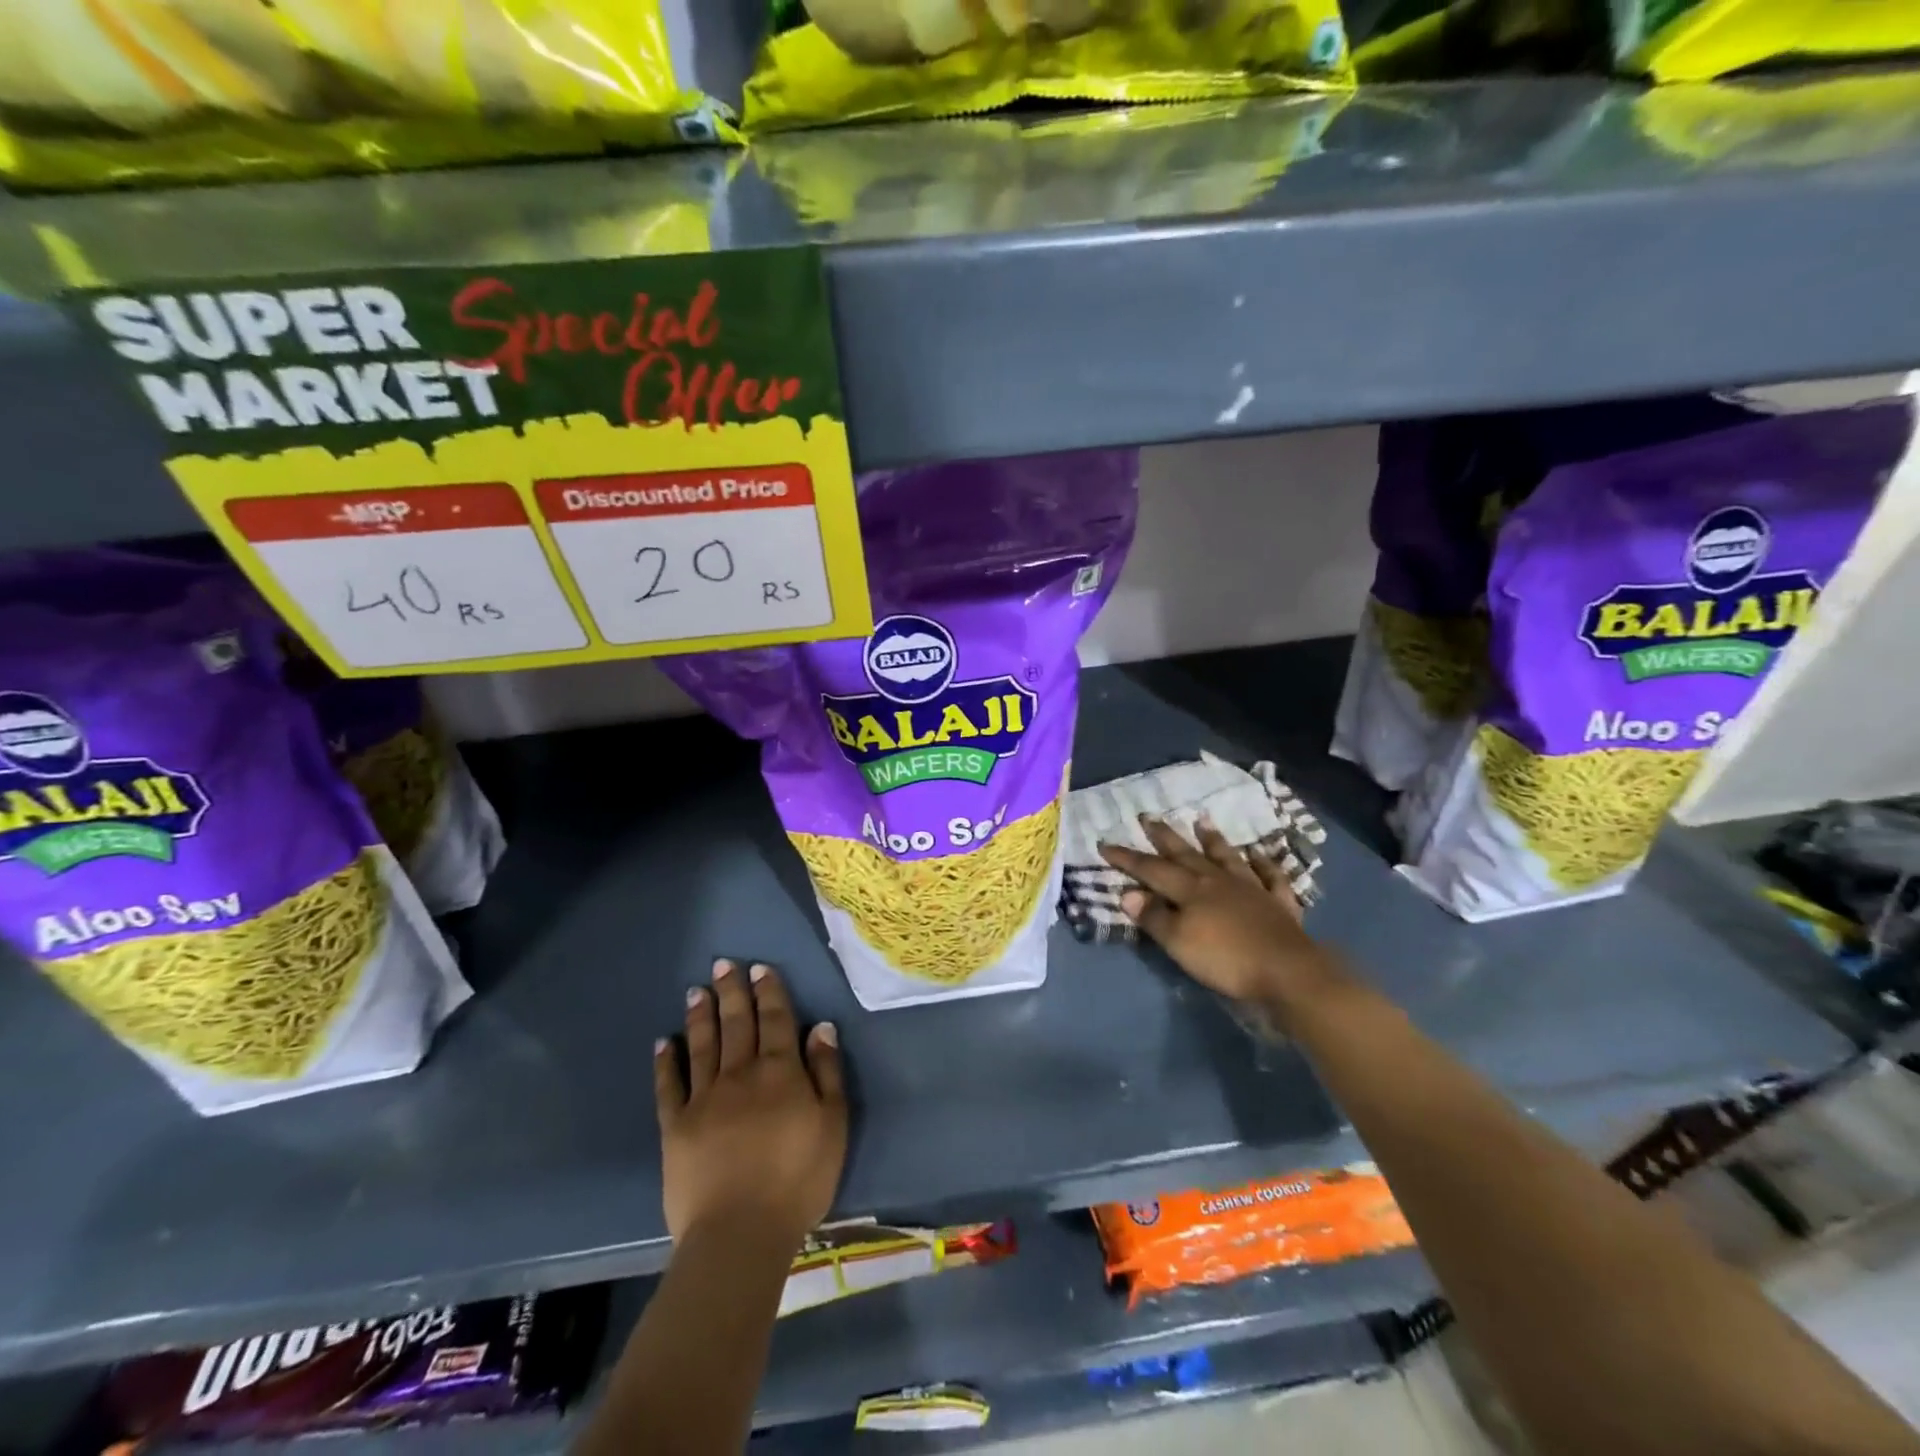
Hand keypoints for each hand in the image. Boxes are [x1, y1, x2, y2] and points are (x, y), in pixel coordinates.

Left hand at [655, 958, 847, 1249]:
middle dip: (732, 992)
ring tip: (697, 991)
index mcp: (781, 1071)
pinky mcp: (676, 1126)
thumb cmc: (798, 1179)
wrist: (740, 1232)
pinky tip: (663, 1042)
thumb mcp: (833, 1124)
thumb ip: (827, 1072)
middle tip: (724, 964)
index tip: (759, 968)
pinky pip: (669, 1086)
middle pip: (737, 1023)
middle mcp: (741, 1074)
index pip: (776, 1020)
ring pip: (703, 1045)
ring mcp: (704, 1098)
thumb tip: (820, 1028)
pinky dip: (666, 1062)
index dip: (769, 991)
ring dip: (700, 1016)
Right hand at [1099, 816, 1349, 1021]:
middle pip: (1186, 854)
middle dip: (1164, 836)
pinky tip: (1259, 854)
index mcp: (1190, 889)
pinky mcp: (1279, 903)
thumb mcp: (1178, 943)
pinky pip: (1270, 876)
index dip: (1127, 858)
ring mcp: (1252, 888)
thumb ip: (1154, 916)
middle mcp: (1218, 881)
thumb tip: (1128, 892)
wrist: (1288, 972)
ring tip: (1201, 821)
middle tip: (1147, 816)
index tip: (1105, 843)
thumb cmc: (1226, 959)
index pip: (1151, 869)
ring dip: (1212, 839)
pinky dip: (1264, 863)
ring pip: (1227, 857)